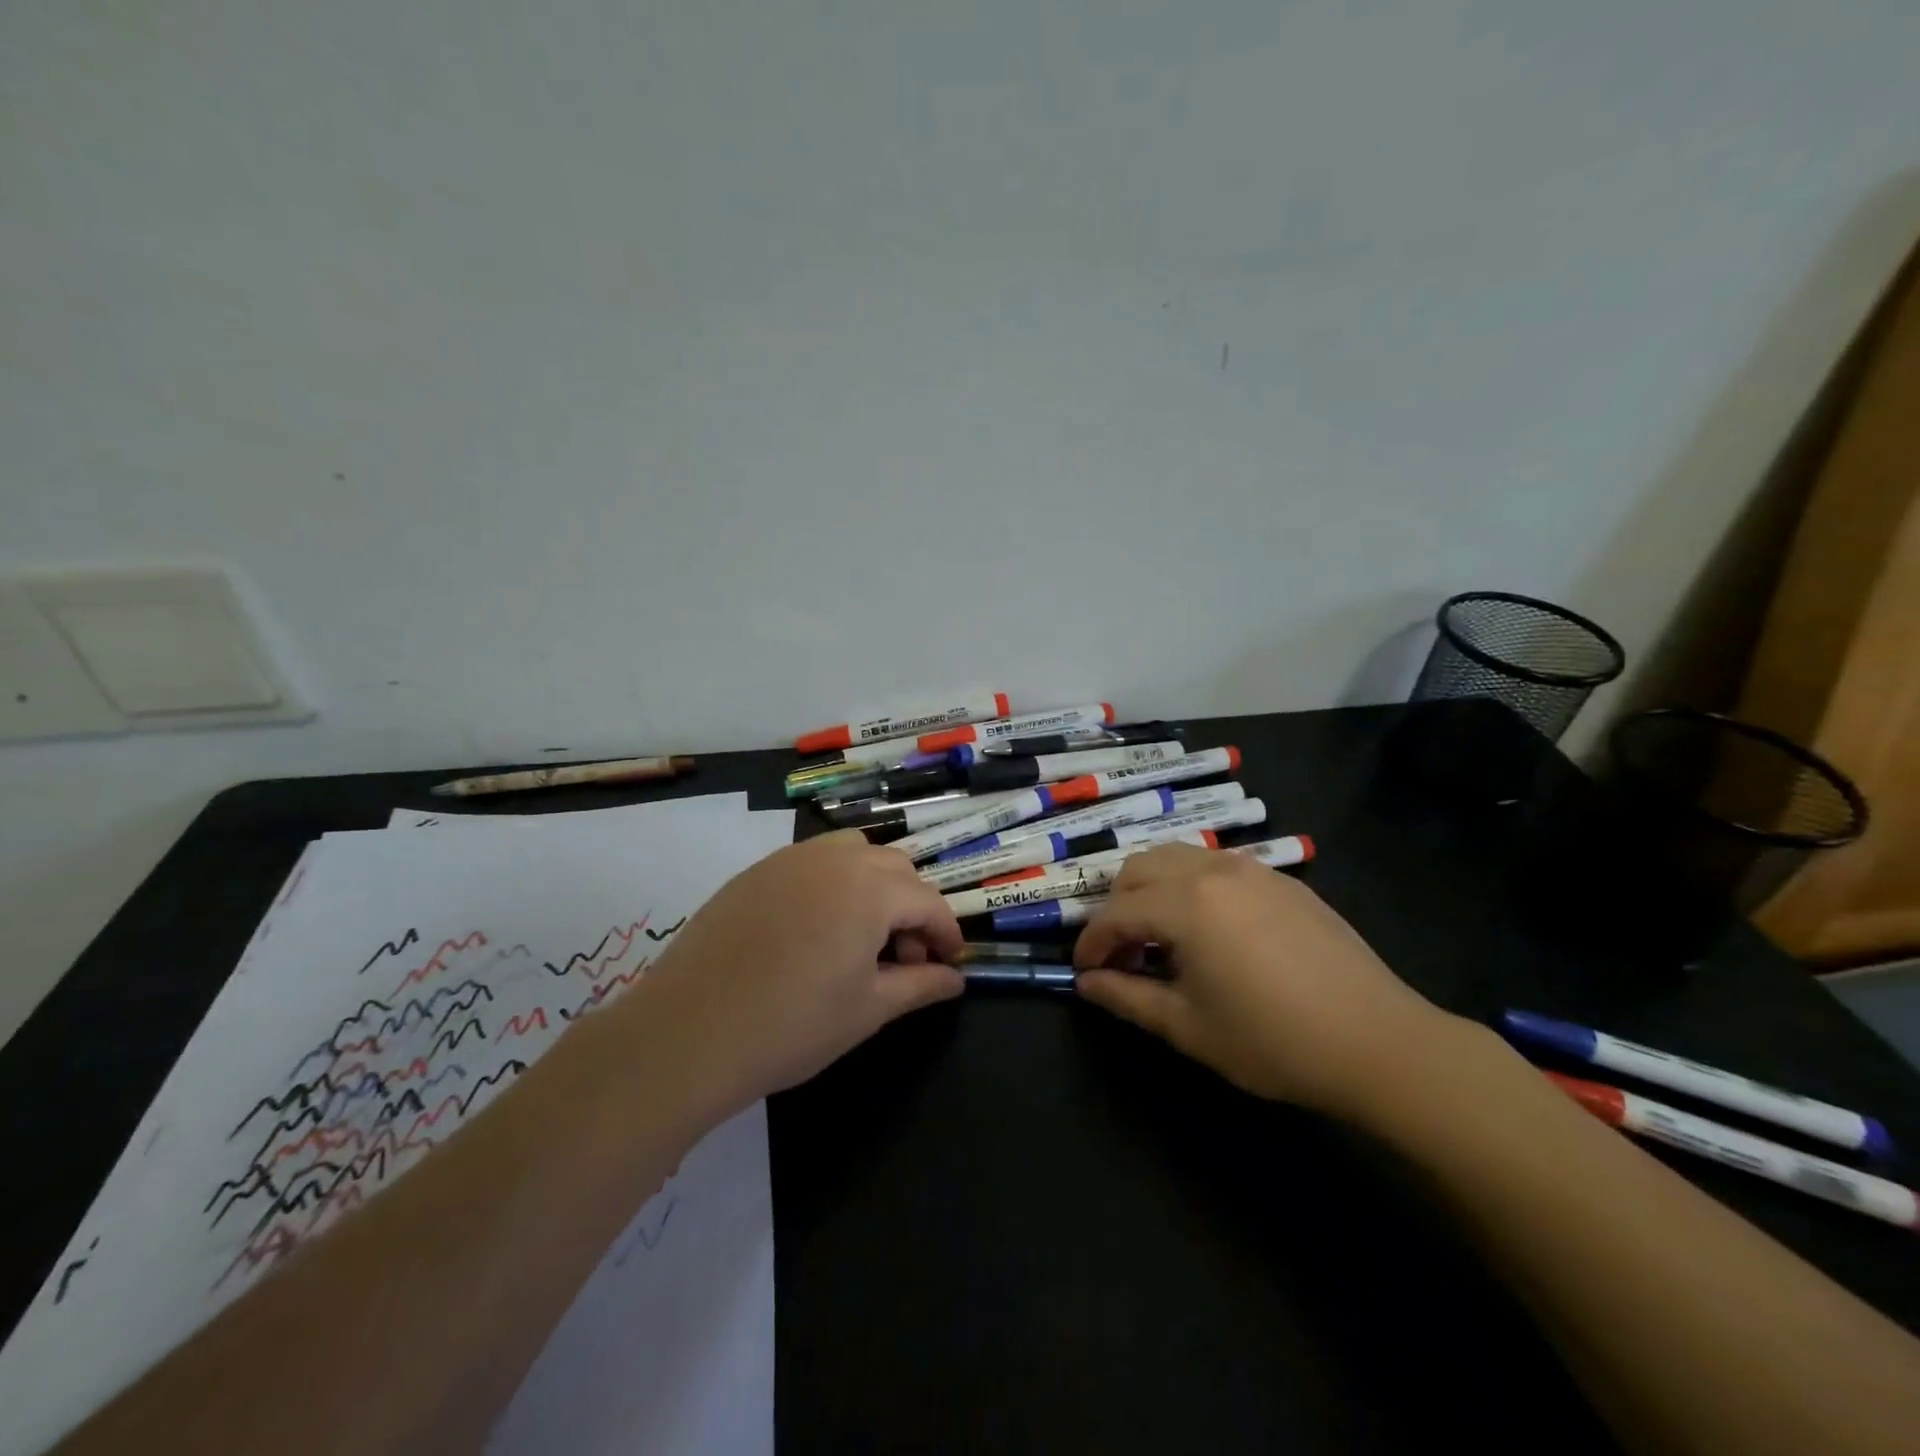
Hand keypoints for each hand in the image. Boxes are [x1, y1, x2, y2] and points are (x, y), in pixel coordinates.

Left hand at [619, 831, 964, 1119]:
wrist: (688, 1033)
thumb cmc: (792, 1026)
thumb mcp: (868, 1010)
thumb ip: (920, 986)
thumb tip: (955, 980)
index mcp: (870, 889)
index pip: (927, 901)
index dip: (945, 932)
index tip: (948, 963)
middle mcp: (835, 859)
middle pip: (894, 869)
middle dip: (911, 908)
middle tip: (902, 959)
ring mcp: (790, 859)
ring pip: (853, 854)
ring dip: (873, 886)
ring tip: (860, 936)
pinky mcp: (755, 871)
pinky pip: (812, 862)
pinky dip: (832, 883)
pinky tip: (814, 929)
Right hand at [1073, 844, 1451, 1117]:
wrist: (1379, 1042)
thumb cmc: (1273, 1041)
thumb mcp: (1189, 1027)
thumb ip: (1128, 998)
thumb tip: (1086, 983)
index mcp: (1185, 904)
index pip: (1116, 913)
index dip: (1091, 942)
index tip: (1083, 971)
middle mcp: (1212, 870)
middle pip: (1139, 868)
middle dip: (1117, 906)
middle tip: (1124, 953)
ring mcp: (1252, 869)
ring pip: (1178, 858)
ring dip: (1154, 890)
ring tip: (1163, 938)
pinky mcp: (1283, 880)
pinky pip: (1217, 866)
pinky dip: (1193, 887)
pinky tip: (1212, 931)